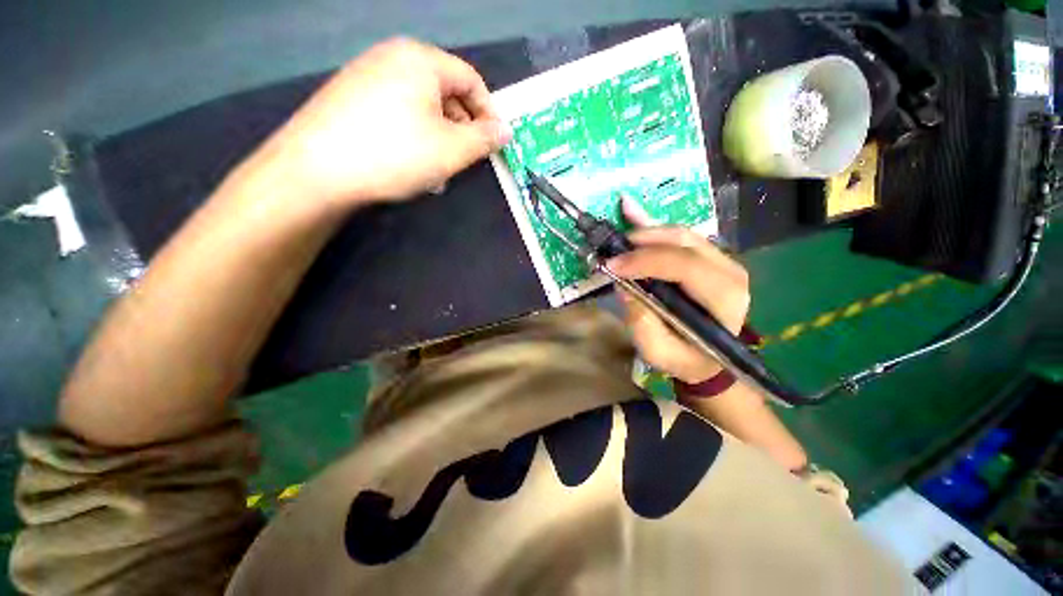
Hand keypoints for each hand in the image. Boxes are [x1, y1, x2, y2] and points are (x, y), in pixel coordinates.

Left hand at [249, 38, 511, 207]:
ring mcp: (367, 76)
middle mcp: (393, 58)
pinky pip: (397, 113)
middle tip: (464, 161)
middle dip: (461, 129)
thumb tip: (506, 130)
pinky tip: (410, 163)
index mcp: (421, 60)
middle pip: (445, 92)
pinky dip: (413, 136)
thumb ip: (484, 139)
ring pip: (421, 107)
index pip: (471, 81)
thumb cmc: (396, 153)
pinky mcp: (350, 98)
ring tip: (438, 170)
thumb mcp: (452, 150)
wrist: (316, 169)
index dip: (489, 114)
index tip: (494, 144)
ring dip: (439, 138)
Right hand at [607, 198, 750, 383]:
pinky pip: (681, 235)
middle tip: (612, 251)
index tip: (612, 265)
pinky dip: (653, 224)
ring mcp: (723, 262)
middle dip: (643, 241)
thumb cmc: (686, 358)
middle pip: (684, 242)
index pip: (685, 266)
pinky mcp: (710, 258)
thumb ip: (641, 322)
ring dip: (647, 231)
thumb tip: (623, 284)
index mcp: (724, 299)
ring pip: (682, 234)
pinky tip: (630, 208)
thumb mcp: (658, 352)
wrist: (710, 360)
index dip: (645, 261)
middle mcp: (730, 273)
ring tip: (619, 237)